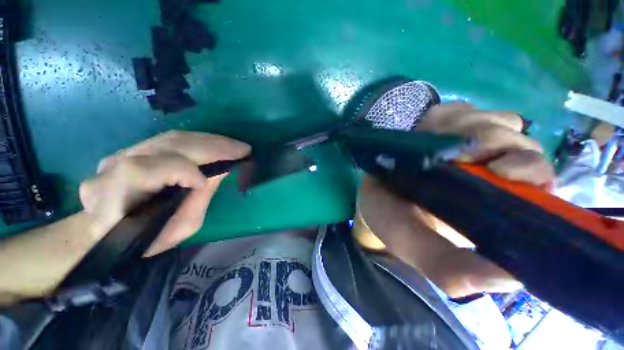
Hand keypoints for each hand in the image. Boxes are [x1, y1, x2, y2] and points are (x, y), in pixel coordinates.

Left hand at [79, 131, 250, 255]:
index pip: (151, 170)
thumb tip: (221, 171)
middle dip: (214, 146)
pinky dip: (198, 141)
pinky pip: (170, 140)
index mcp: (116, 195)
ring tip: (234, 145)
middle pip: (169, 145)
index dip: (186, 172)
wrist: (108, 233)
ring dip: (210, 140)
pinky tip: (215, 145)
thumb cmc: (146, 239)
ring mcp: (121, 153)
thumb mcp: (179, 228)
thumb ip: (199, 198)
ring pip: (172, 138)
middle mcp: (114, 166)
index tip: (221, 175)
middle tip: (243, 148)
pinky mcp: (132, 149)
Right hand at [355, 103, 554, 296]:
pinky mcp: (450, 130)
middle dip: (494, 143)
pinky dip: (455, 116)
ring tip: (432, 139)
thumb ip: (448, 267)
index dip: (529, 170)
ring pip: (499, 122)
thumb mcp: (414, 244)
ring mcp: (469, 149)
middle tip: (453, 155)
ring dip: (469, 127)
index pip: (540, 185)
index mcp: (492, 209)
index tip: (497, 170)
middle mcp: (489, 178)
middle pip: (522, 144)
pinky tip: (429, 129)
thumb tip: (510, 278)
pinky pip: (471, 110)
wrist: (369, 194)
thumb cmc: (390, 219)